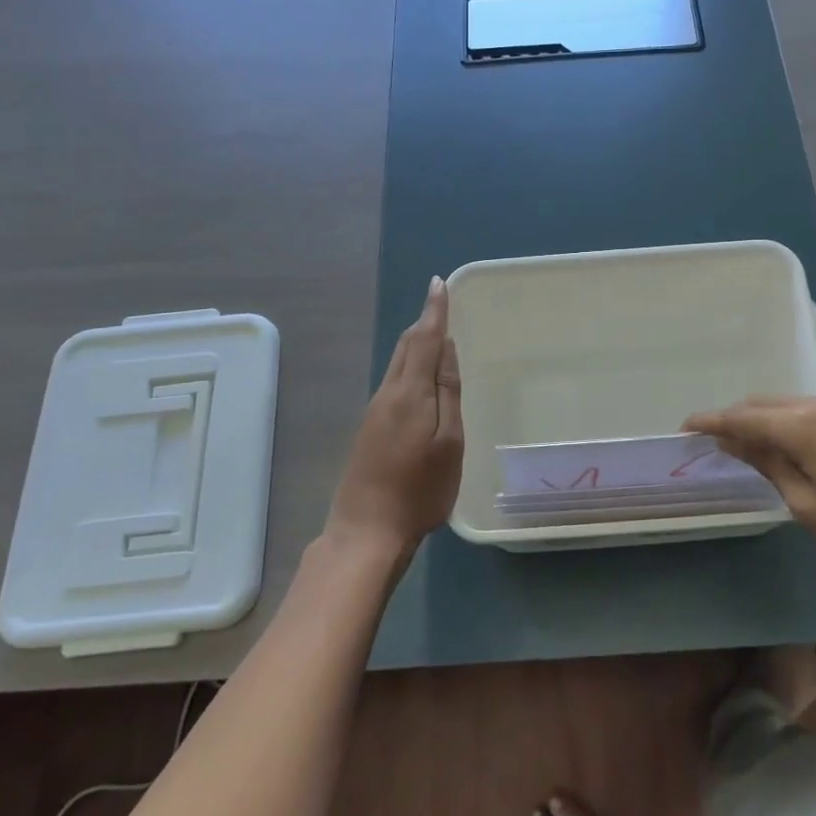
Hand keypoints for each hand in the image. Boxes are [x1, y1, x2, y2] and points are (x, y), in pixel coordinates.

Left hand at [331, 277, 463, 555]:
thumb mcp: (448, 441)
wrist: (367, 531)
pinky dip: (409, 366)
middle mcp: (387, 393)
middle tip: (440, 305)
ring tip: (436, 334)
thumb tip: (446, 347)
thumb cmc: (420, 489)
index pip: (423, 338)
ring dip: (415, 343)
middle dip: (423, 323)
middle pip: (405, 347)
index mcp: (409, 392)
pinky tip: (420, 378)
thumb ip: (447, 391)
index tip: (439, 284)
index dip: (434, 310)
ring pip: (397, 364)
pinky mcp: (370, 429)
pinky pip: (394, 382)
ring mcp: (375, 412)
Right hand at [683, 396, 815, 580]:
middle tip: (716, 441)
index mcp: (802, 424)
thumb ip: (769, 466)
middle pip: (766, 404)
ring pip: (792, 407)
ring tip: (753, 447)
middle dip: (737, 419)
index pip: (742, 416)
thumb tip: (736, 442)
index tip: (685, 427)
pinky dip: (794, 426)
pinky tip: (796, 450)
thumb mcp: (809, 505)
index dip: (711, 421)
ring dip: (767, 421)